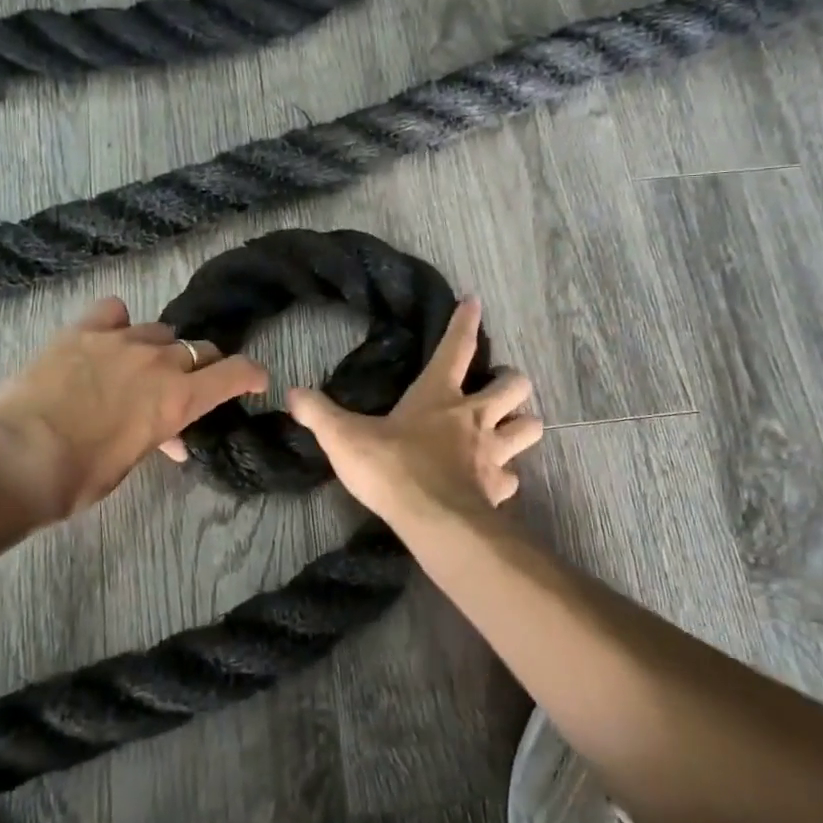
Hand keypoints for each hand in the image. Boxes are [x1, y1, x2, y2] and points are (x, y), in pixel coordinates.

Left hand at [0, 296, 267, 524]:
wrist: (17, 460)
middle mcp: (159, 361)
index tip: (256, 379)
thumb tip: (168, 436)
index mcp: (179, 399)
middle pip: (199, 348)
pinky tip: (107, 336)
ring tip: (139, 366)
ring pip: (159, 330)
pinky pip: (114, 311)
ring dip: (159, 348)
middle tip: (185, 384)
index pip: (235, 373)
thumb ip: (157, 436)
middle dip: (200, 366)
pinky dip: (118, 322)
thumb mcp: (132, 461)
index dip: (251, 374)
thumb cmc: (80, 478)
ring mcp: (120, 339)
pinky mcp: (83, 330)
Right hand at [282, 298, 541, 529]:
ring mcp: (492, 453)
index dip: (466, 321)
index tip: (475, 301)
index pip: (457, 347)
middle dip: (512, 382)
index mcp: (438, 395)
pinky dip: (505, 476)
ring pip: (530, 427)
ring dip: (521, 425)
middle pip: (515, 385)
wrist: (433, 520)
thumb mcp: (343, 437)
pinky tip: (492, 481)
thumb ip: (318, 413)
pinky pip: (512, 477)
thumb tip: (291, 393)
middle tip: (498, 389)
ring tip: (507, 430)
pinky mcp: (498, 488)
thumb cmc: (392, 467)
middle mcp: (474, 417)